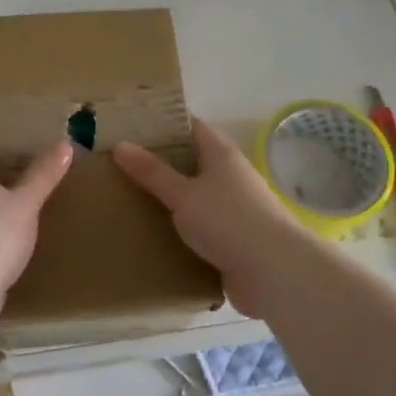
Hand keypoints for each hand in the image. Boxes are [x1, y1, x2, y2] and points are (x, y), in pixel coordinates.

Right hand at [114, 120, 304, 315]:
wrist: (274, 272)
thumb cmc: (228, 221)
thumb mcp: (183, 194)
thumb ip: (152, 172)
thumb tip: (121, 145)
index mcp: (222, 156)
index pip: (193, 127)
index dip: (166, 123)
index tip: (134, 125)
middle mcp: (231, 177)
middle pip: (193, 161)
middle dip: (161, 162)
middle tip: (122, 164)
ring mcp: (234, 209)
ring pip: (196, 196)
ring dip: (170, 198)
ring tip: (130, 199)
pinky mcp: (234, 239)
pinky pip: (201, 227)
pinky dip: (180, 228)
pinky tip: (155, 234)